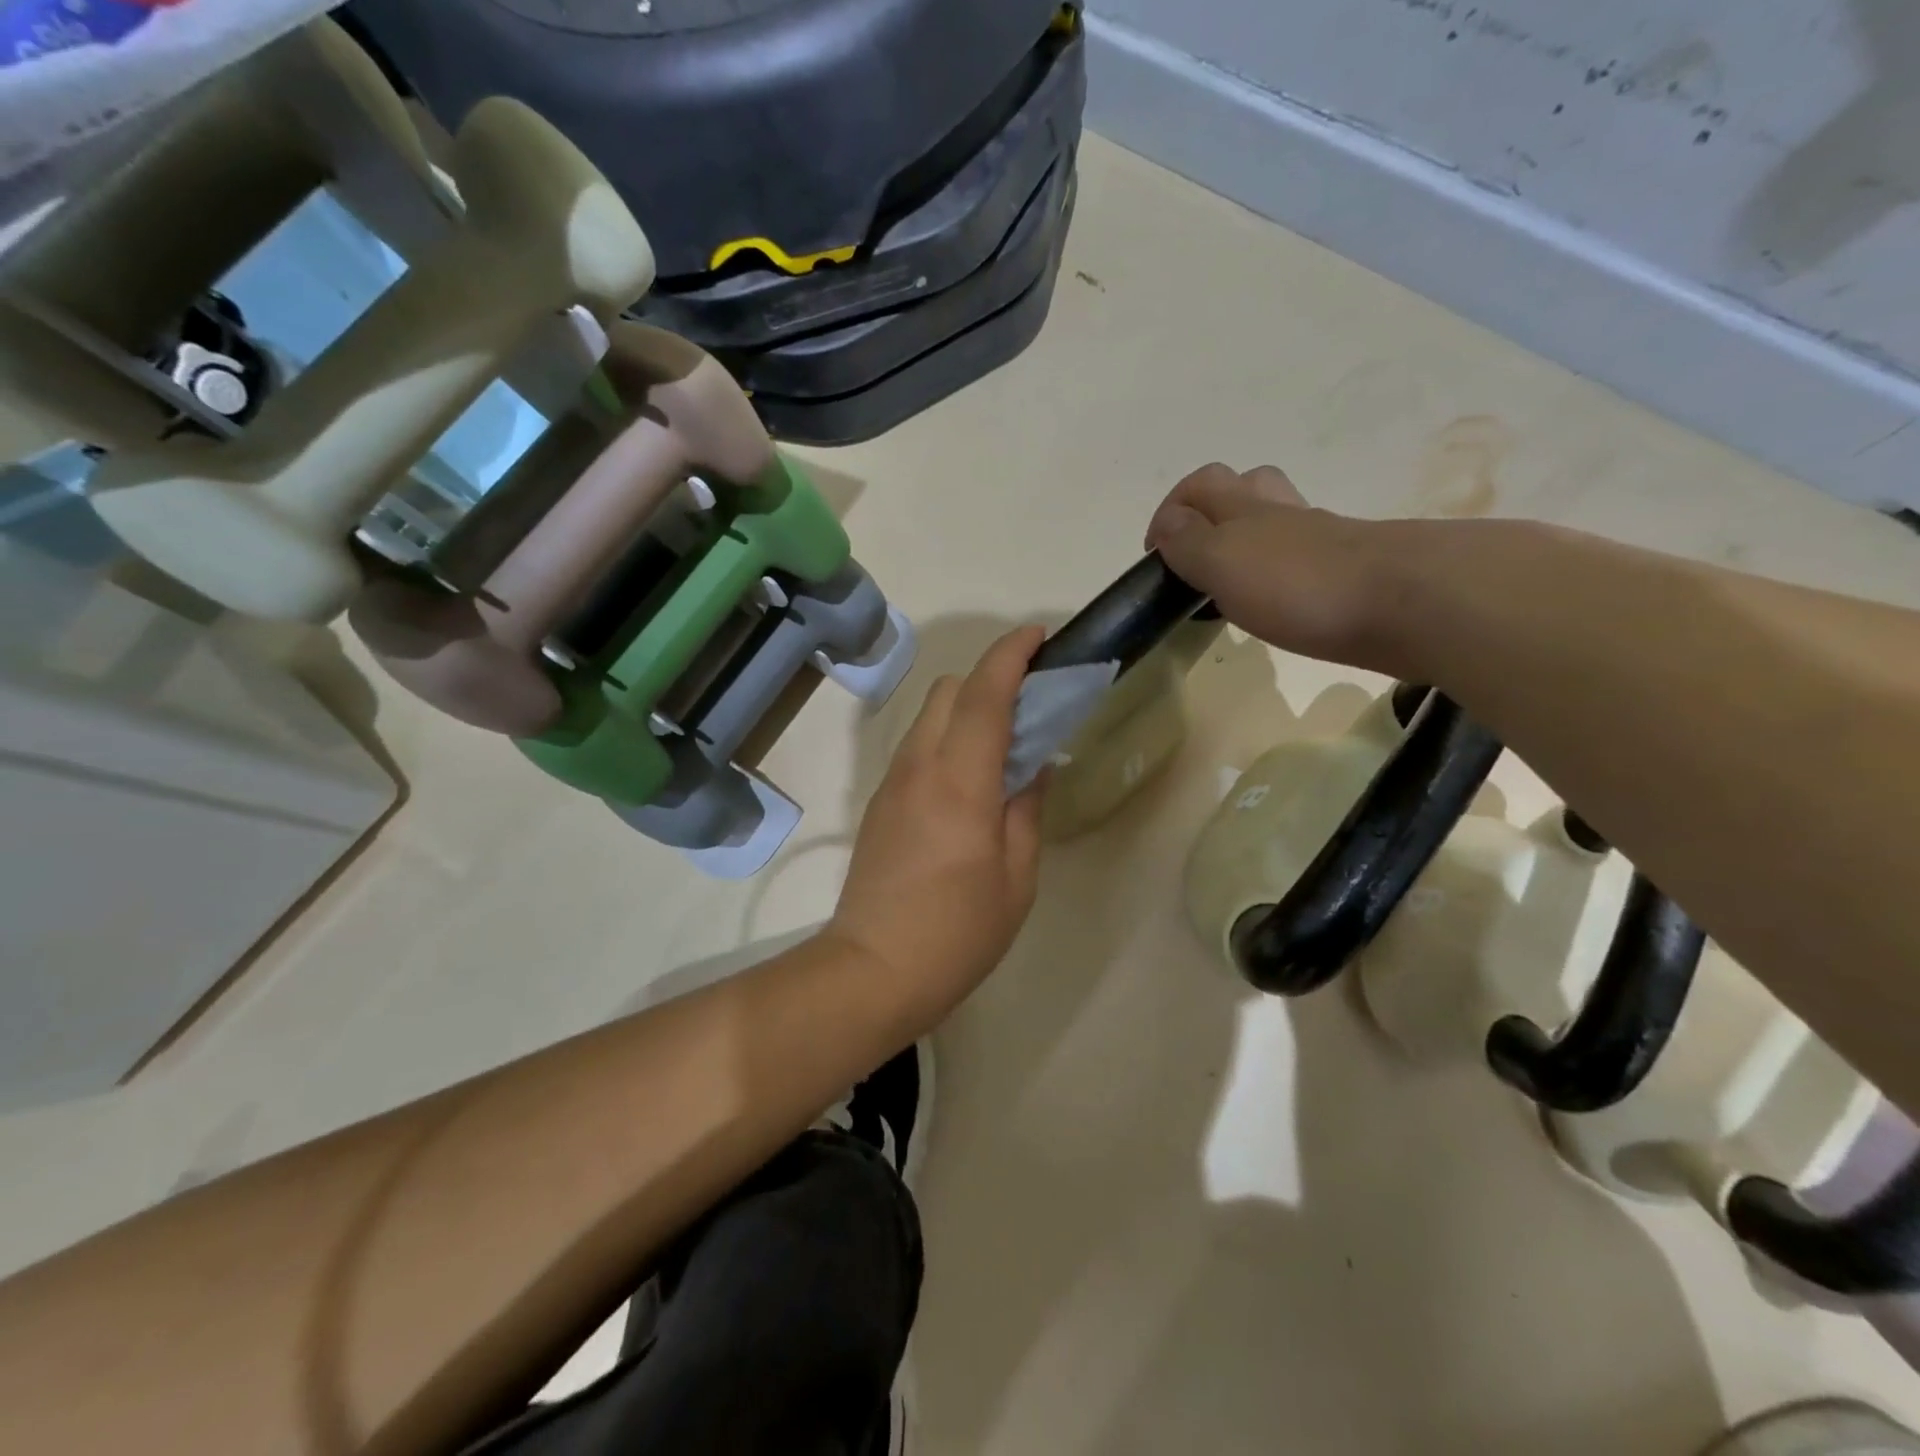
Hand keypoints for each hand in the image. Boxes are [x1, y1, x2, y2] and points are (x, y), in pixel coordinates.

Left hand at [829, 627, 1047, 1022]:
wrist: (872, 969)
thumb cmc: (958, 931)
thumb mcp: (1016, 876)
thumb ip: (1027, 809)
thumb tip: (1034, 766)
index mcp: (959, 781)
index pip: (984, 694)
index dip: (1011, 655)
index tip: (1039, 636)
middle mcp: (919, 767)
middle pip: (949, 690)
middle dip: (990, 678)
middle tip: (1031, 706)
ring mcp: (893, 783)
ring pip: (929, 716)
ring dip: (967, 709)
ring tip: (1004, 744)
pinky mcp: (880, 802)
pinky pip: (918, 747)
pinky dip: (949, 738)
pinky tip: (972, 778)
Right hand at [1146, 463, 1408, 673]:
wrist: (1404, 602)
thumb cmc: (1298, 582)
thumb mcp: (1223, 561)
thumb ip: (1188, 543)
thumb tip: (1168, 525)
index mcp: (1244, 508)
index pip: (1201, 485)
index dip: (1172, 510)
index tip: (1157, 555)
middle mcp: (1282, 514)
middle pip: (1245, 487)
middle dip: (1213, 511)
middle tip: (1197, 556)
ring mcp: (1320, 540)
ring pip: (1276, 522)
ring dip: (1248, 541)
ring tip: (1231, 582)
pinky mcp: (1348, 571)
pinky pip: (1302, 560)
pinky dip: (1280, 572)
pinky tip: (1276, 603)